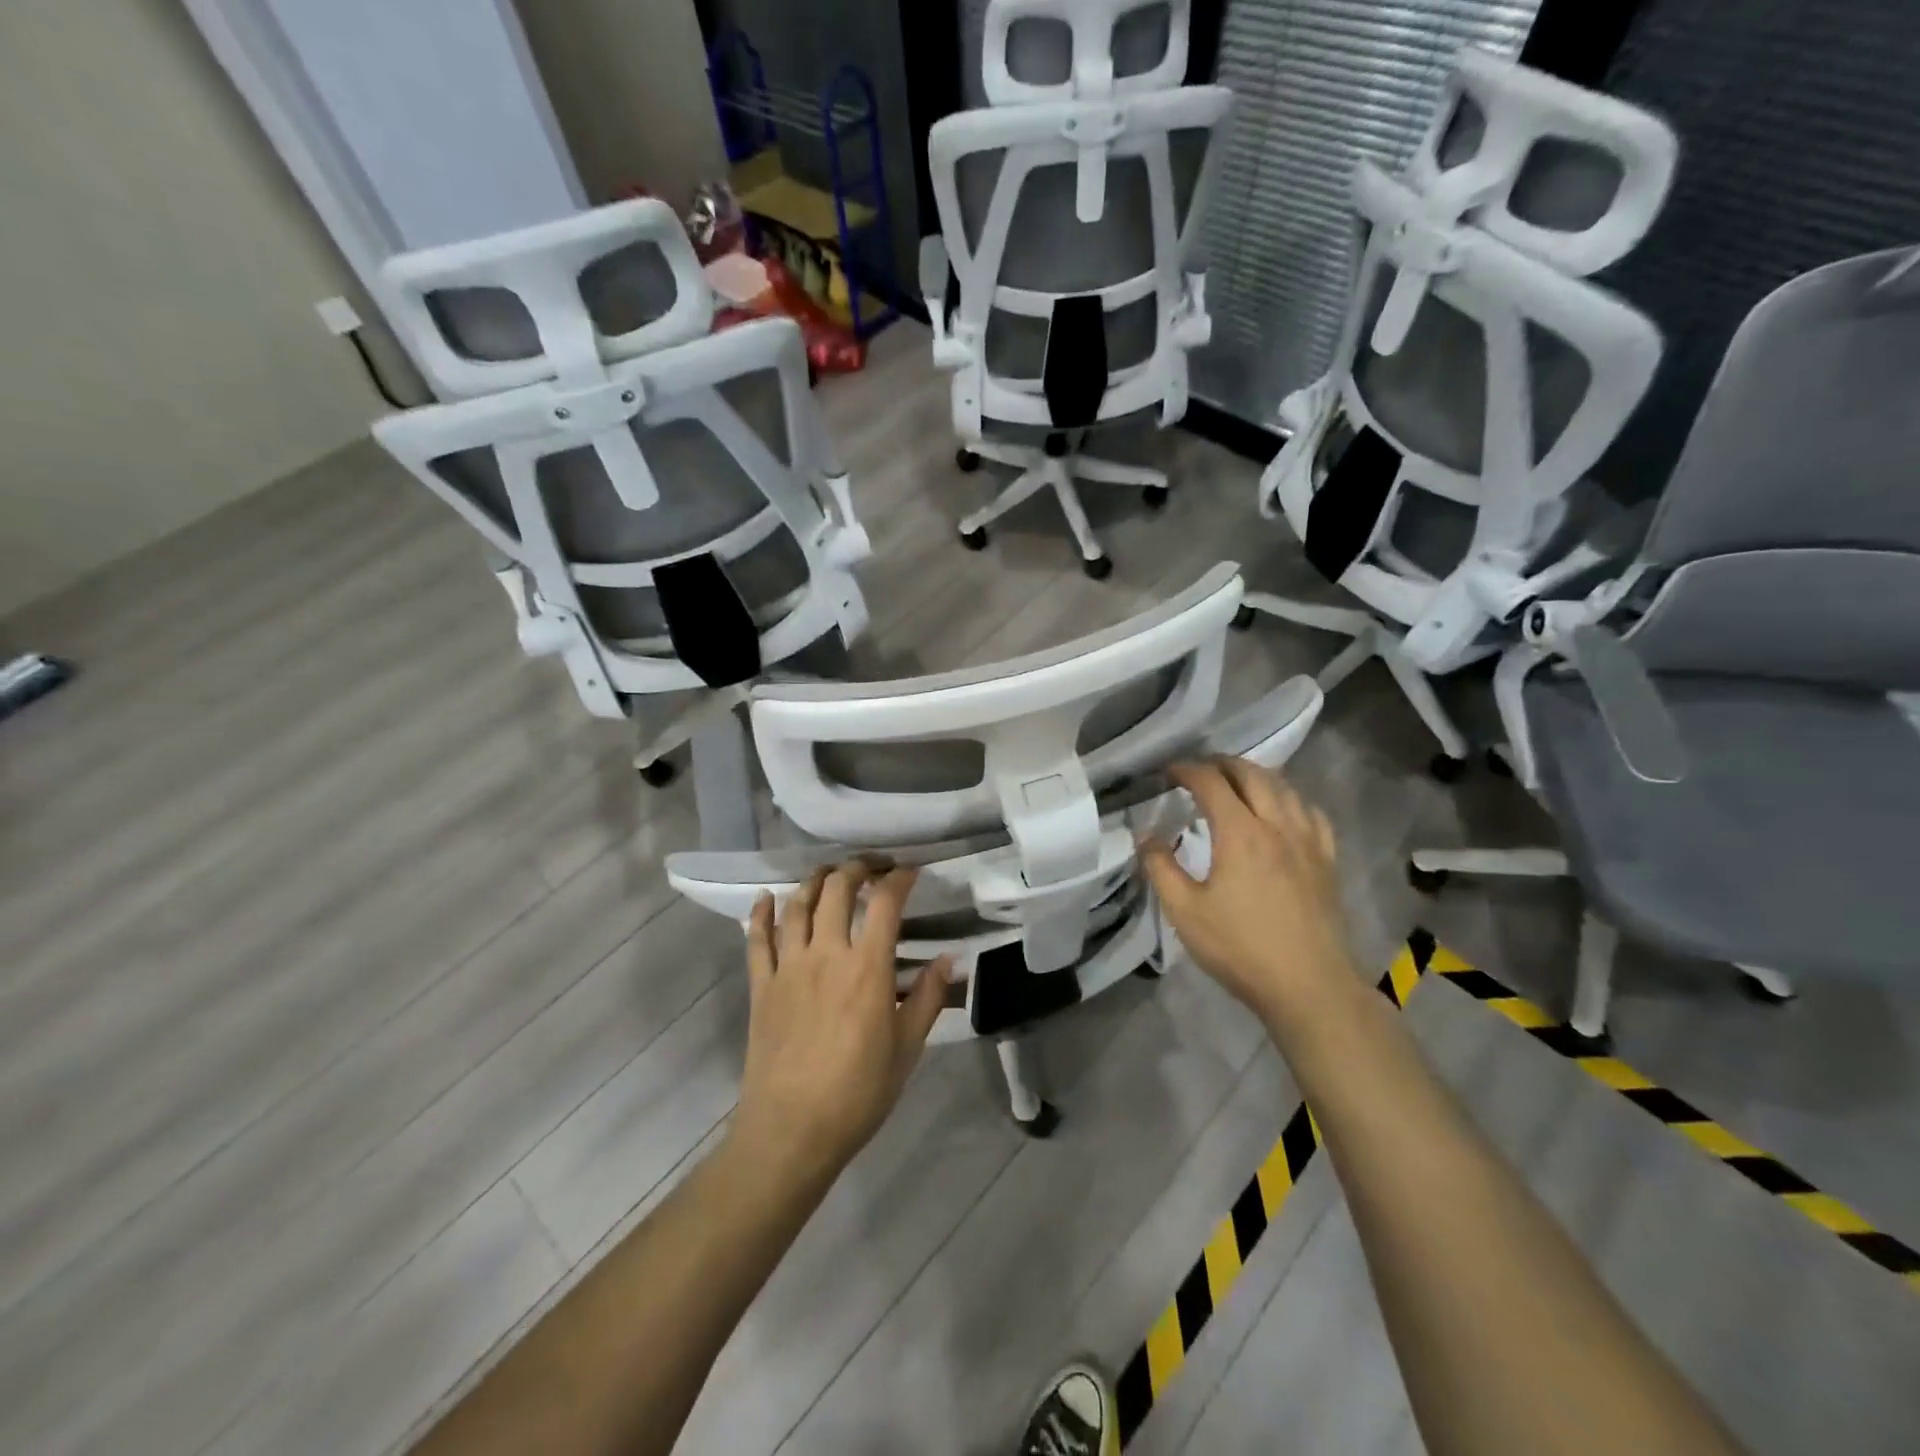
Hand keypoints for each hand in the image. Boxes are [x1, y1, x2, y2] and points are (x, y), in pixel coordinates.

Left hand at [732, 861, 952, 1185]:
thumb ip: (929, 998)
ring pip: (797, 905)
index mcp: (867, 968)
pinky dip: (761, 913)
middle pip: (837, 890)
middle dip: (857, 868)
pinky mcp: (761, 986)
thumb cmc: (859, 1092)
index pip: (885, 903)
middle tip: (872, 867)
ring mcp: (788, 967)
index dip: (899, 879)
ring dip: (815, 881)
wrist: (792, 1130)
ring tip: (829, 874)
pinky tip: (766, 897)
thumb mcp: (907, 1048)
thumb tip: (947, 959)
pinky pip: (757, 939)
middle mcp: (826, 954)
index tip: (911, 872)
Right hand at [1138, 759, 1358, 1038]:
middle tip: (1200, 770)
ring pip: (1286, 788)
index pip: (1211, 782)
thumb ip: (1161, 868)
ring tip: (1238, 783)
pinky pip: (1312, 814)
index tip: (1168, 772)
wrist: (1309, 987)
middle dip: (1222, 764)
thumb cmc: (1240, 949)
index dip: (1187, 770)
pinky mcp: (1327, 861)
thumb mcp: (1185, 912)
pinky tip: (1284, 812)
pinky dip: (1292, 800)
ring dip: (1257, 776)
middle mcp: (1278, 825)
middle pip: (1252, 775)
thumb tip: (1147, 837)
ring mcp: (1308, 842)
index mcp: (1241, 833)